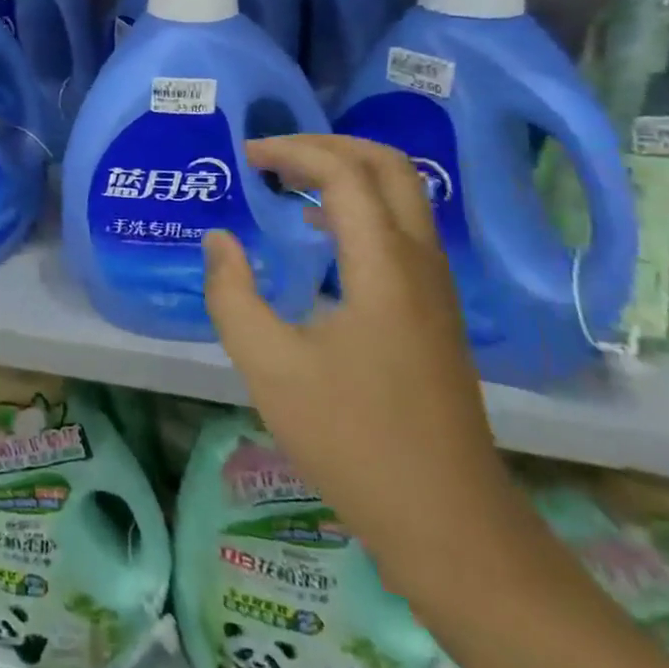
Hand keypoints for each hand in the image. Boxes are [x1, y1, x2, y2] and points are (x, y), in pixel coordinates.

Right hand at [203, 134, 520, 597]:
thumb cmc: (352, 440)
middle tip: (274, 155)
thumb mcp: (268, 366)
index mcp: (382, 266)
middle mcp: (419, 262)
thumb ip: (232, 293)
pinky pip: (402, 229)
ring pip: (403, 195)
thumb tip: (219, 240)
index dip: (293, 151)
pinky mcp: (436, 311)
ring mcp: (436, 287)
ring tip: (288, 183)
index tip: (246, 157)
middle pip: (389, 166)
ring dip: (346, 173)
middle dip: (329, 145)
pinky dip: (360, 207)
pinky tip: (319, 235)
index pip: (344, 173)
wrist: (449, 522)